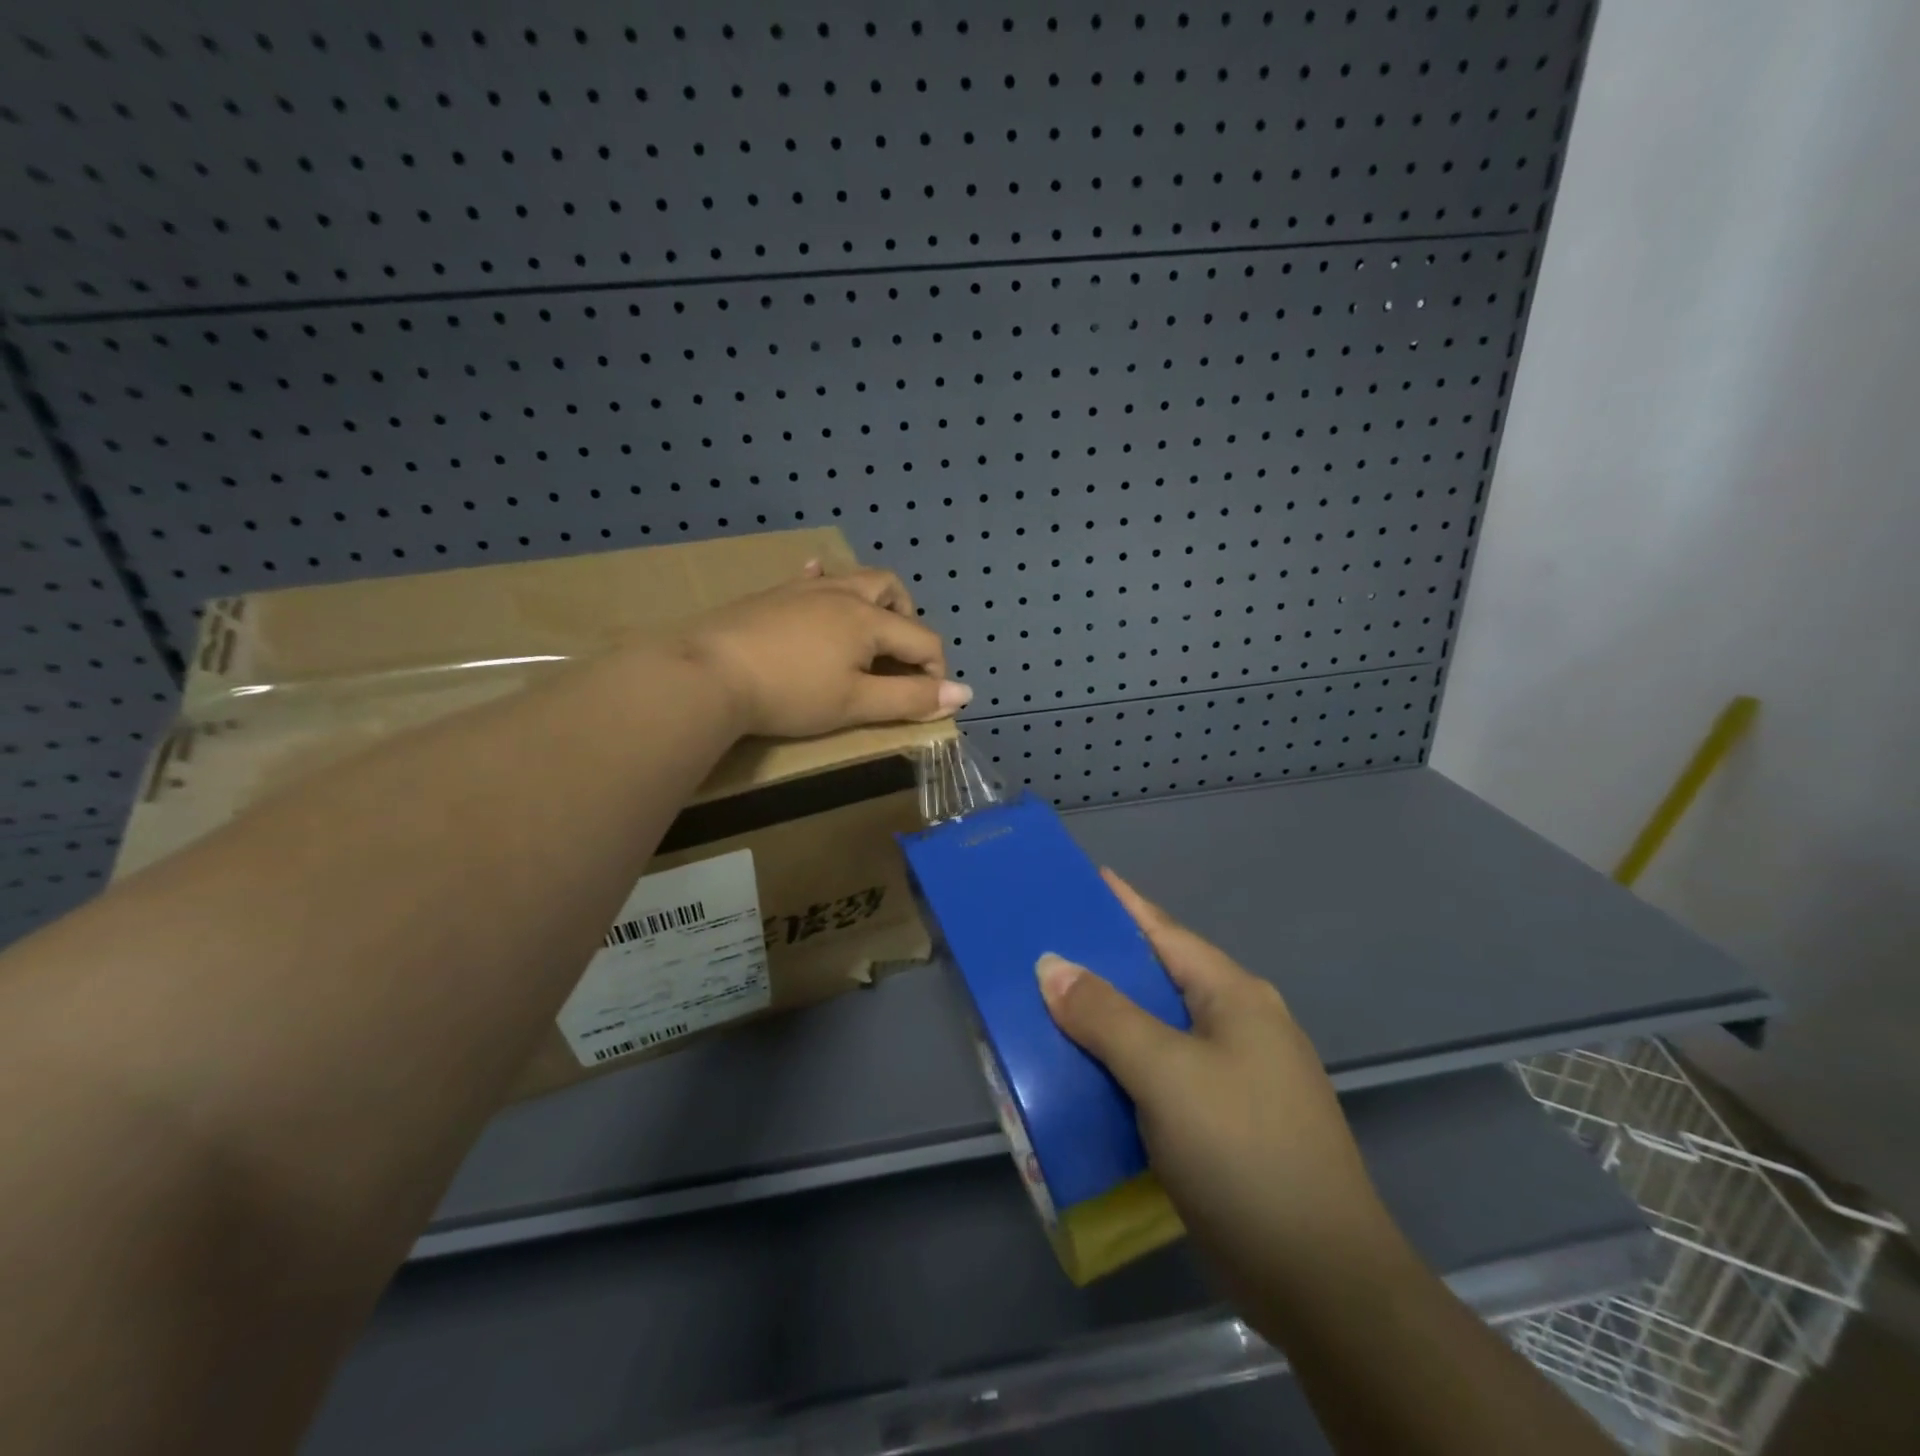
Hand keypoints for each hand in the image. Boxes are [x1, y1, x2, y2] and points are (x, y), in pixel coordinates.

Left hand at [677, 562, 971, 737]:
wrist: (710, 674)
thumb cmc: (791, 694)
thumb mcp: (856, 703)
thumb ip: (910, 697)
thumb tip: (964, 694)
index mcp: (869, 620)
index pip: (922, 639)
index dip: (935, 671)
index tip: (926, 701)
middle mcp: (843, 594)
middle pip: (892, 589)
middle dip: (908, 619)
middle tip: (899, 655)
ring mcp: (804, 589)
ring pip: (854, 577)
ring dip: (873, 599)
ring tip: (868, 628)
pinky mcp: (773, 594)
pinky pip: (810, 577)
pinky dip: (826, 582)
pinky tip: (819, 586)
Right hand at [1037, 870, 1406, 1310]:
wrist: (1322, 1281)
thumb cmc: (1243, 1152)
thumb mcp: (1165, 1073)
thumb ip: (1104, 1015)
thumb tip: (1052, 966)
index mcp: (1235, 996)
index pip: (1164, 932)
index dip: (1121, 904)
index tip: (1078, 880)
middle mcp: (1241, 1025)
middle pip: (1159, 979)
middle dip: (1104, 966)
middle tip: (1044, 951)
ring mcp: (1239, 1077)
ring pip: (1159, 1031)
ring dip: (1109, 1022)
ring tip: (1052, 1011)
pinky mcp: (1228, 1123)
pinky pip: (1164, 1076)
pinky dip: (1124, 1068)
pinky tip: (1088, 1077)